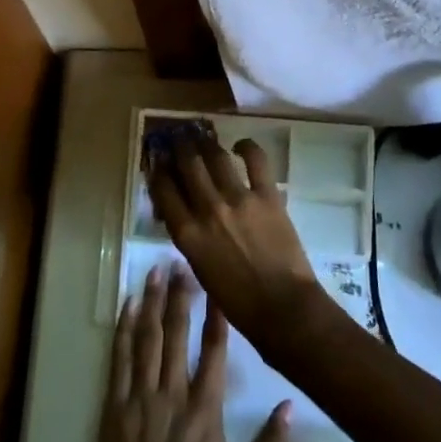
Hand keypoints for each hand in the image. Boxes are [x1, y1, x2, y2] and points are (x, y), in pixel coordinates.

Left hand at [100, 262, 289, 441]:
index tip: (216, 284)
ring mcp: (141, 396)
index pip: (213, 349)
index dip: (216, 314)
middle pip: (177, 332)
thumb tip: (291, 406)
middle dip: (180, 294)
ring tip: (155, 271)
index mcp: (206, 408)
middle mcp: (173, 393)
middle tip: (181, 262)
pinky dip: (124, 329)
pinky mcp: (116, 405)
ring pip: (147, 337)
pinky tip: (128, 306)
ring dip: (152, 301)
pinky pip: (120, 359)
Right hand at [147, 133, 324, 349]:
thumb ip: (190, 237)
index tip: (158, 160)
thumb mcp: (200, 269)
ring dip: (206, 142)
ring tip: (201, 133)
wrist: (282, 308)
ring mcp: (238, 199)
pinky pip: (255, 160)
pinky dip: (246, 147)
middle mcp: (208, 210)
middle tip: (178, 137)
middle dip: (179, 147)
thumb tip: (185, 213)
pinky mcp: (267, 195)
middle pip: (187, 165)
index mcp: (187, 234)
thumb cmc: (238, 301)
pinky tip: (240, 145)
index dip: (158, 170)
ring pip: (215, 157)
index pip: (164, 191)